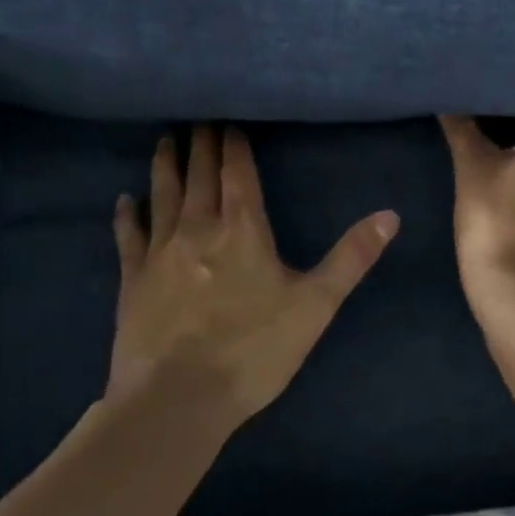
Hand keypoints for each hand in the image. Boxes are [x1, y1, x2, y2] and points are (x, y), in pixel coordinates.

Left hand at [110, 124, 400, 428]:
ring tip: (166, 138)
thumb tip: (390, 215)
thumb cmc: (253, 350)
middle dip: (202, 142)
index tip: (231, 118)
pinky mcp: (133, 280)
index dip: (235, 144)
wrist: (176, 401)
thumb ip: (352, 257)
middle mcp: (198, 228)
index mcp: (242, 229)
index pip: (238, 172)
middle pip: (200, 174)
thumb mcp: (315, 305)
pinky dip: (127, 215)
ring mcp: (160, 252)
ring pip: (164, 194)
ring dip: (166, 164)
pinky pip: (129, 237)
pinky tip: (124, 199)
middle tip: (198, 114)